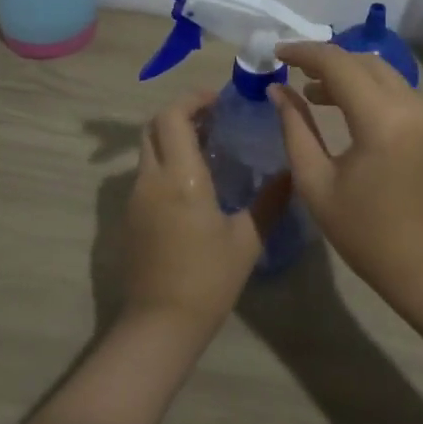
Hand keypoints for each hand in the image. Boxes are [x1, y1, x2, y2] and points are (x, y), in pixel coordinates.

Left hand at [122, 89, 287, 335]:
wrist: (160, 324)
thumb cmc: (208, 279)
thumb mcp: (247, 239)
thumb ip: (270, 201)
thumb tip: (291, 173)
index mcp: (180, 177)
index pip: (172, 116)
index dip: (192, 99)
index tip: (218, 99)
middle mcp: (151, 179)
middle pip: (154, 127)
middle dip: (181, 114)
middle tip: (215, 119)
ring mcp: (136, 198)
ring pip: (148, 150)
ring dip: (172, 138)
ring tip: (209, 147)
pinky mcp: (130, 217)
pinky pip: (146, 174)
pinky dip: (166, 162)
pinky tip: (193, 182)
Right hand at [272, 44, 422, 309]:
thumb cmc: (366, 234)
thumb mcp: (317, 183)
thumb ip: (295, 128)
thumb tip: (277, 90)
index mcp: (381, 119)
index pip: (338, 63)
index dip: (304, 52)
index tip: (276, 52)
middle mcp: (411, 105)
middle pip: (363, 60)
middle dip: (326, 60)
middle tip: (292, 71)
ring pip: (382, 72)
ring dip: (348, 73)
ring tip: (312, 92)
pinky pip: (396, 90)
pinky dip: (368, 88)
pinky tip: (345, 108)